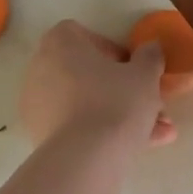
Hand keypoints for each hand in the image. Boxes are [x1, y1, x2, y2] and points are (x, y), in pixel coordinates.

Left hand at [20, 21, 176, 148]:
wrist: (85, 158)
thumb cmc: (116, 102)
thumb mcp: (145, 74)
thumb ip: (149, 56)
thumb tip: (149, 49)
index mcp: (60, 43)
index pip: (83, 36)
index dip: (112, 51)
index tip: (132, 70)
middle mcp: (40, 68)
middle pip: (87, 74)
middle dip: (122, 91)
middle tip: (150, 106)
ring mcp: (36, 104)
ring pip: (85, 104)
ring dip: (118, 115)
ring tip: (156, 134)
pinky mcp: (39, 134)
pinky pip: (75, 126)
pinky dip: (100, 133)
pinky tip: (134, 148)